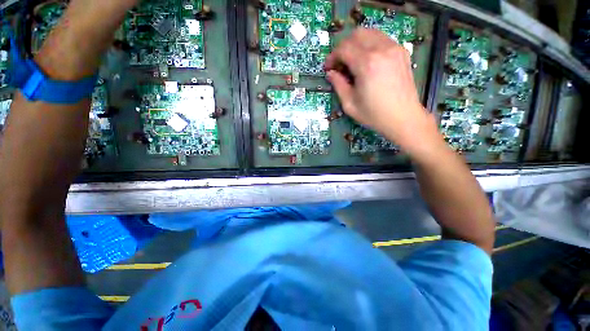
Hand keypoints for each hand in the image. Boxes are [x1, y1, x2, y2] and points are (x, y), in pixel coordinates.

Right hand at [325, 28, 439, 154]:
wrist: (403, 117)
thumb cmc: (374, 114)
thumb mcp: (350, 104)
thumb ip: (338, 85)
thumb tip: (331, 74)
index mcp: (367, 64)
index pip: (344, 48)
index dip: (332, 57)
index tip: (328, 68)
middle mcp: (381, 50)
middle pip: (356, 35)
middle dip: (343, 47)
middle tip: (339, 64)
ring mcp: (394, 48)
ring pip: (370, 33)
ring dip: (356, 44)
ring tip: (352, 62)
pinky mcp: (401, 52)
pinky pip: (381, 39)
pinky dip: (370, 45)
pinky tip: (367, 61)